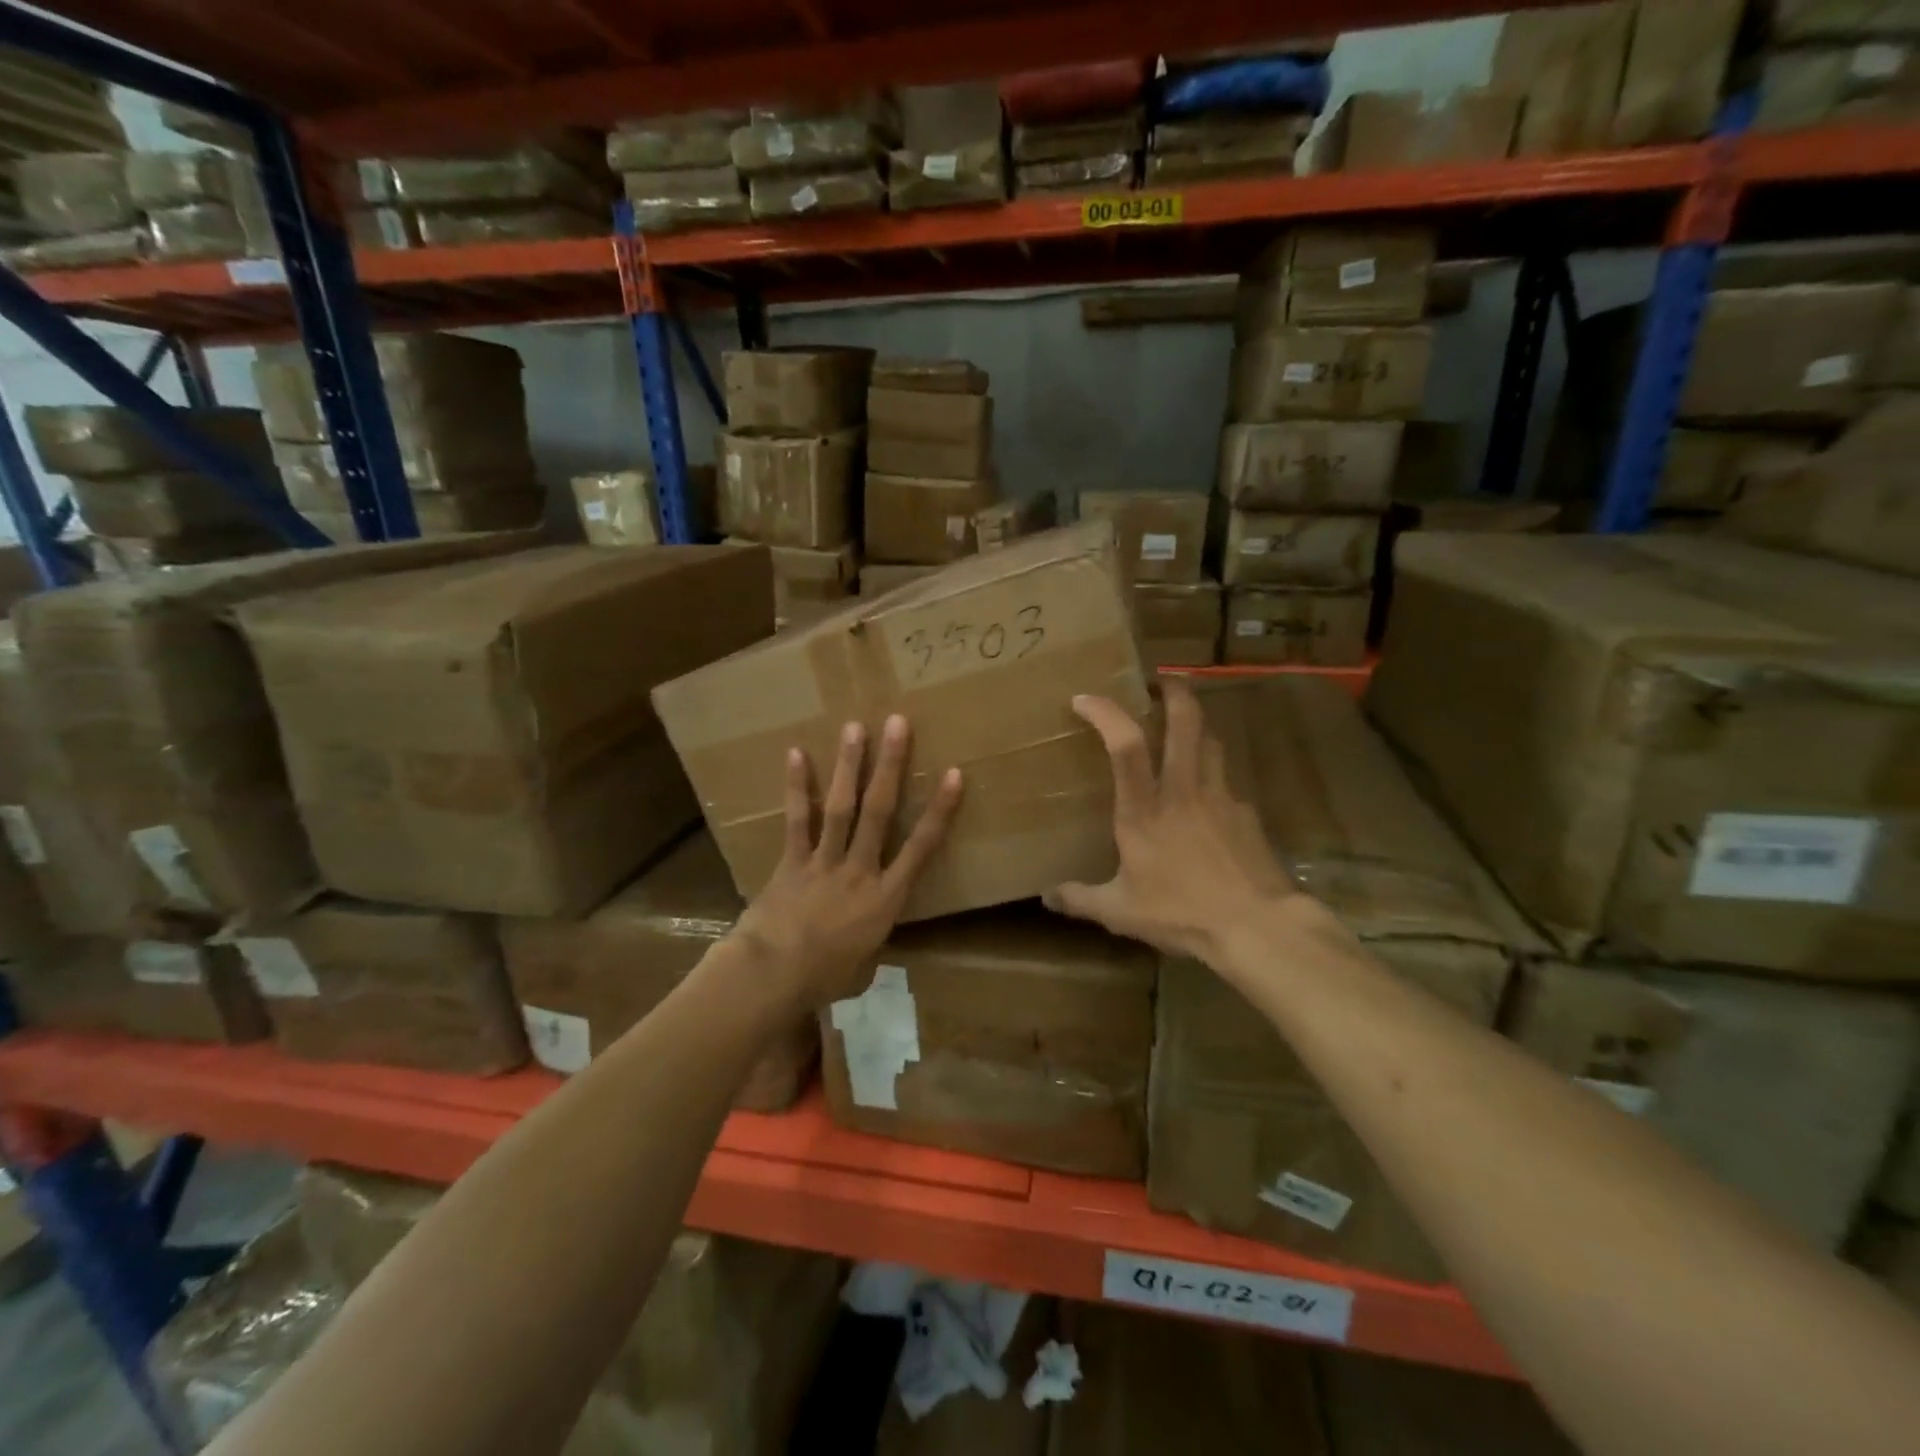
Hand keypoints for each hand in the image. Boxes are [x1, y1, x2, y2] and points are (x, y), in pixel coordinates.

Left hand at [732, 714, 962, 1010]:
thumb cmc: (824, 979)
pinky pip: (797, 820)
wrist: (773, 976)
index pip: (921, 848)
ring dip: (849, 766)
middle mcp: (859, 870)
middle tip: (898, 724)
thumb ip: (869, 944)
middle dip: (890, 766)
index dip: (939, 810)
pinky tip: (796, 754)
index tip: (954, 774)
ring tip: (855, 727)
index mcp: (885, 899)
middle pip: (879, 812)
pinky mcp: (792, 861)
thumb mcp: (862, 968)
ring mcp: (824, 862)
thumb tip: (865, 942)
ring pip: (841, 807)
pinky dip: (796, 788)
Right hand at [1044, 681, 1296, 966]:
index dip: (1106, 713)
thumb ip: (1081, 899)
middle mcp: (1183, 791)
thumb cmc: (1182, 914)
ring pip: (1211, 742)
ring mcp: (1221, 798)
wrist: (1257, 927)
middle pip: (1185, 722)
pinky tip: (1207, 798)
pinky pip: (1227, 781)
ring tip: (1183, 727)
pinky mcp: (1247, 814)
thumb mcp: (1121, 912)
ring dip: (1196, 725)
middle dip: (1173, 691)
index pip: (1125, 746)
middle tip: (1160, 681)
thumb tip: (1046, 896)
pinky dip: (1213, 774)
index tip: (1085, 698)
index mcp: (1144, 811)